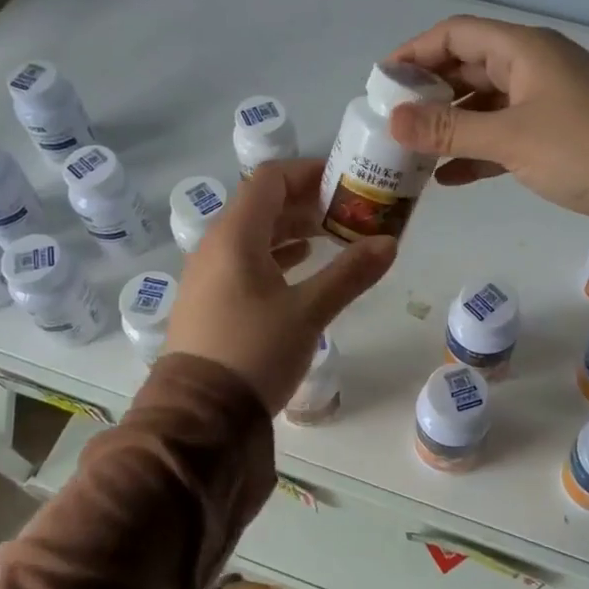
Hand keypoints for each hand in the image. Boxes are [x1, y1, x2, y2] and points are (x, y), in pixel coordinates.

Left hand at [166, 159, 396, 412]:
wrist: (199, 416)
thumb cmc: (254, 352)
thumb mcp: (308, 312)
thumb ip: (350, 274)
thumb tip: (389, 242)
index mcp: (235, 236)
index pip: (270, 179)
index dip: (308, 172)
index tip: (344, 181)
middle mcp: (215, 246)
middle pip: (261, 205)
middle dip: (306, 202)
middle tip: (348, 210)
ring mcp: (208, 274)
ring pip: (253, 234)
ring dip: (292, 229)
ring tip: (332, 235)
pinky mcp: (209, 300)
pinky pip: (244, 261)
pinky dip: (276, 255)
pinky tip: (301, 266)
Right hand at [386, 16, 588, 250]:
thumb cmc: (588, 151)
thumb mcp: (512, 139)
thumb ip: (449, 129)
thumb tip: (392, 119)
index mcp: (525, 50)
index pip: (456, 34)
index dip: (415, 52)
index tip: (380, 82)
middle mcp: (534, 68)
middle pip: (468, 69)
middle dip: (429, 93)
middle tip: (391, 122)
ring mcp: (548, 103)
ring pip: (485, 106)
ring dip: (450, 126)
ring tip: (411, 152)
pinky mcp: (557, 138)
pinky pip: (504, 136)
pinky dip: (477, 152)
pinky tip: (448, 178)